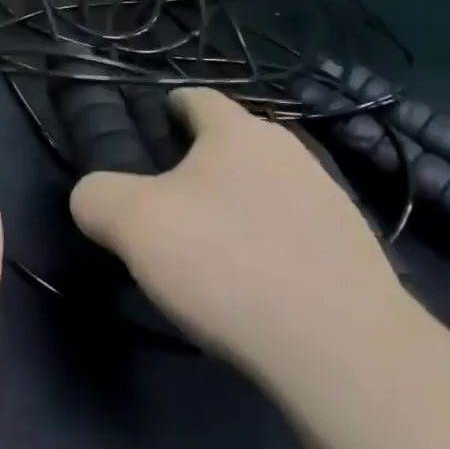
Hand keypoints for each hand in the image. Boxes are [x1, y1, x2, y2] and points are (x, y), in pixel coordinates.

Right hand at [70, 89, 404, 374]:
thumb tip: (94, 197)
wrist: (341, 349)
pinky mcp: (355, 255)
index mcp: (238, 132)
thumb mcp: (132, 224)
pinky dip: (270, 247)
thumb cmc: (227, 262)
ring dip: (238, 206)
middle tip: (167, 201)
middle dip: (201, 164)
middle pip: (234, 144)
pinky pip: (295, 235)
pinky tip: (254, 286)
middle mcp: (289, 153)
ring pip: (267, 189)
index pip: (197, 98)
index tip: (150, 129)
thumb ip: (97, 197)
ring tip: (211, 249)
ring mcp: (330, 203)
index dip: (169, 107)